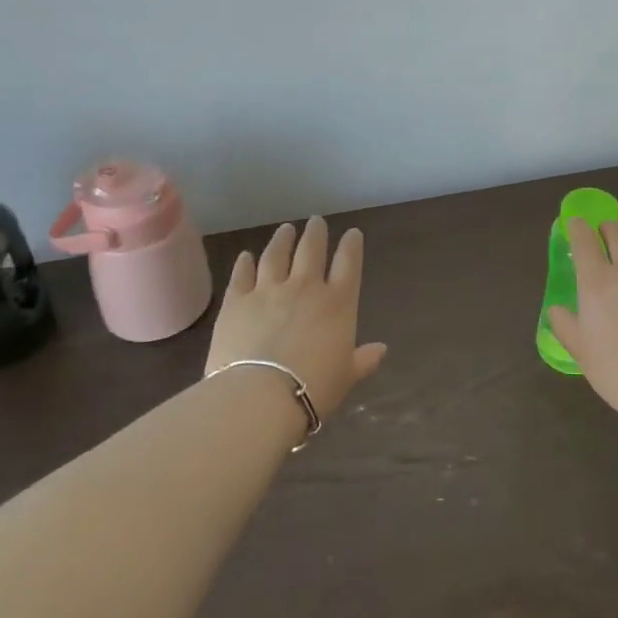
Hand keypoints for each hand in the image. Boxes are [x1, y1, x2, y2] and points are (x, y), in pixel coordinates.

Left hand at [206, 217, 386, 420]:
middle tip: (316, 221)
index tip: (352, 233)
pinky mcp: (236, 300)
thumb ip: (363, 360)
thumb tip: (381, 350)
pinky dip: (245, 263)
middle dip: (316, 233)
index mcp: (337, 303)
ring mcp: (268, 290)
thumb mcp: (346, 377)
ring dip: (282, 239)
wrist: (260, 396)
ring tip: (285, 229)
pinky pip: (242, 275)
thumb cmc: (313, 389)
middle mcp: (305, 287)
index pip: (348, 263)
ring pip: (276, 255)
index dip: (351, 246)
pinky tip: (246, 256)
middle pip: (311, 250)